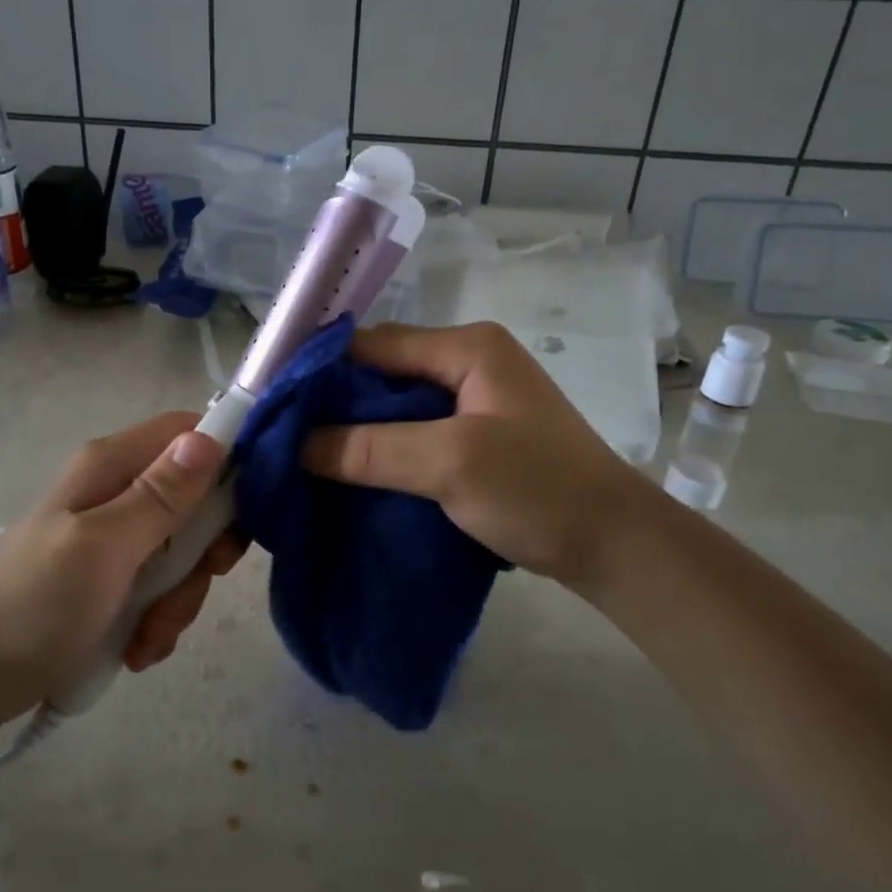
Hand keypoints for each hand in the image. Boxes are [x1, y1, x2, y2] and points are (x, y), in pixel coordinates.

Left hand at [0, 413, 243, 714]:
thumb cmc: (36, 603)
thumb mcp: (105, 546)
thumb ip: (161, 495)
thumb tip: (210, 436)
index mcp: (113, 465)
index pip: (190, 433)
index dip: (226, 462)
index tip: (238, 517)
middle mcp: (119, 491)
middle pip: (196, 500)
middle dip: (202, 553)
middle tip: (188, 589)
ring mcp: (117, 537)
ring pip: (184, 551)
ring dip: (178, 599)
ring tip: (147, 636)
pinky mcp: (114, 578)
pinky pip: (162, 587)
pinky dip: (158, 619)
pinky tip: (137, 648)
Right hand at [301, 322, 642, 586]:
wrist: (617, 547)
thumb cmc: (538, 490)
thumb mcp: (449, 463)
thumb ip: (369, 449)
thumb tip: (296, 444)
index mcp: (467, 347)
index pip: (373, 345)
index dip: (321, 371)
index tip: (275, 406)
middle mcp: (469, 361)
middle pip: (382, 373)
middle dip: (335, 403)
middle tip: (285, 437)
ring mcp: (476, 399)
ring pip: (395, 406)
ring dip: (357, 430)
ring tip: (307, 458)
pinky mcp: (478, 435)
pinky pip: (415, 432)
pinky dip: (383, 450)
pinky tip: (353, 473)